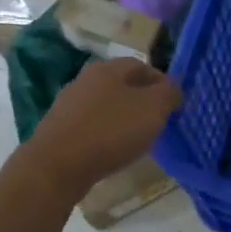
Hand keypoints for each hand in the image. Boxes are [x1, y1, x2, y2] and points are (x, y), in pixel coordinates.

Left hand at [25, 58, 182, 195]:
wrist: (57, 166)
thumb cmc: (110, 131)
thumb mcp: (152, 109)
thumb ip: (168, 94)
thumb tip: (172, 88)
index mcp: (107, 68)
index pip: (141, 65)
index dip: (161, 82)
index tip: (173, 103)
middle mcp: (85, 79)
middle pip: (121, 84)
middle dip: (142, 100)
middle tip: (157, 121)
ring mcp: (68, 104)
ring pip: (105, 105)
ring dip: (122, 118)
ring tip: (137, 139)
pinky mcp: (58, 129)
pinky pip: (90, 125)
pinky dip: (105, 134)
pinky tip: (111, 151)